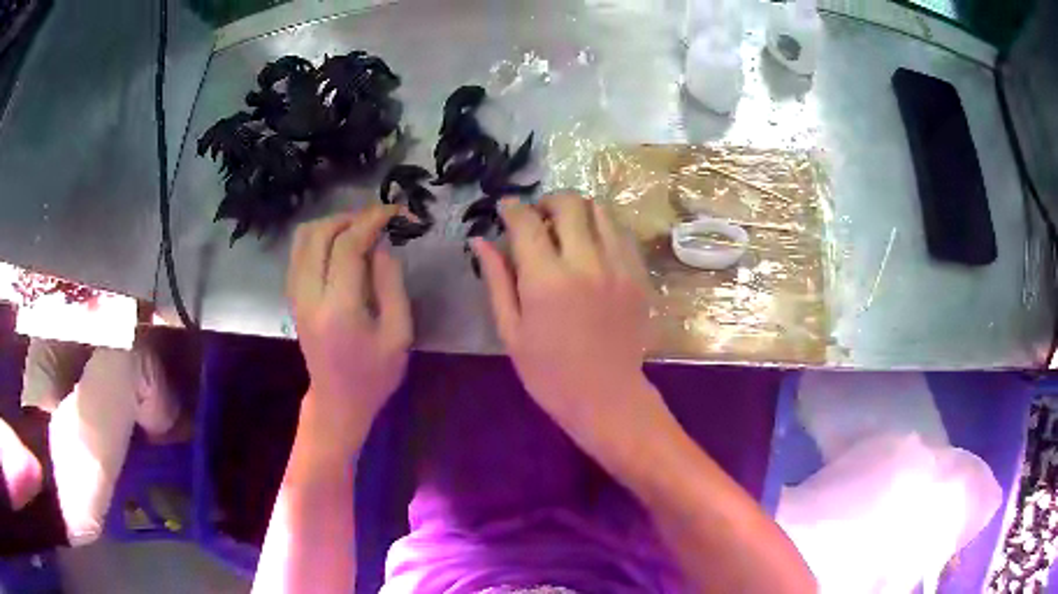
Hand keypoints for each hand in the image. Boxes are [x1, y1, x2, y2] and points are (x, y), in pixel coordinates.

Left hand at [286, 205, 411, 452]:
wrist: (338, 401)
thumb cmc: (374, 374)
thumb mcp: (399, 334)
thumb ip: (391, 285)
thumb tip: (381, 245)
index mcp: (339, 309)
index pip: (348, 246)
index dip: (372, 220)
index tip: (394, 212)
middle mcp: (309, 296)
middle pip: (319, 233)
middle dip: (350, 217)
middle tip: (376, 221)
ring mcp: (296, 296)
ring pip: (303, 239)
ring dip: (331, 224)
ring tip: (359, 229)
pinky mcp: (293, 297)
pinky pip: (299, 253)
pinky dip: (319, 238)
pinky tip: (340, 246)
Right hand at [472, 193, 662, 458]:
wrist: (607, 397)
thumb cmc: (549, 373)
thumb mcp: (511, 331)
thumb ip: (497, 280)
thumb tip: (480, 240)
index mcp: (547, 280)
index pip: (526, 221)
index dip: (512, 208)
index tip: (505, 208)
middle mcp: (586, 263)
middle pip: (569, 203)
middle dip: (547, 201)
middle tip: (537, 218)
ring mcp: (618, 267)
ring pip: (600, 211)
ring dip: (577, 211)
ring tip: (565, 230)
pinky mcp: (638, 276)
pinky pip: (621, 234)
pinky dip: (602, 229)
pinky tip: (591, 248)